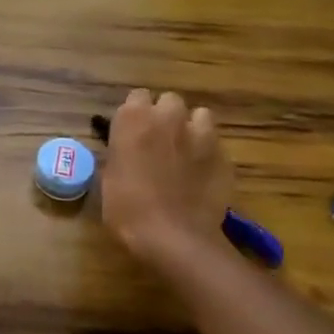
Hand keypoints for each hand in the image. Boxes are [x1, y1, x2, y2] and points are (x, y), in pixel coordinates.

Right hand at [99, 89, 236, 265]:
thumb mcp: (109, 177)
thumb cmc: (128, 208)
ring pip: (199, 115)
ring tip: (186, 151)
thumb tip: (126, 149)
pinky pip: (216, 143)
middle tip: (159, 140)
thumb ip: (121, 152)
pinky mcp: (224, 155)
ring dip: (192, 127)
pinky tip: (202, 174)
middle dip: (165, 115)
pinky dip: (209, 153)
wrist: (174, 237)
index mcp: (133, 118)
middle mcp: (168, 117)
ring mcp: (201, 134)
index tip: (133, 131)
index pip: (137, 96)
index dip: (136, 114)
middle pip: (170, 100)